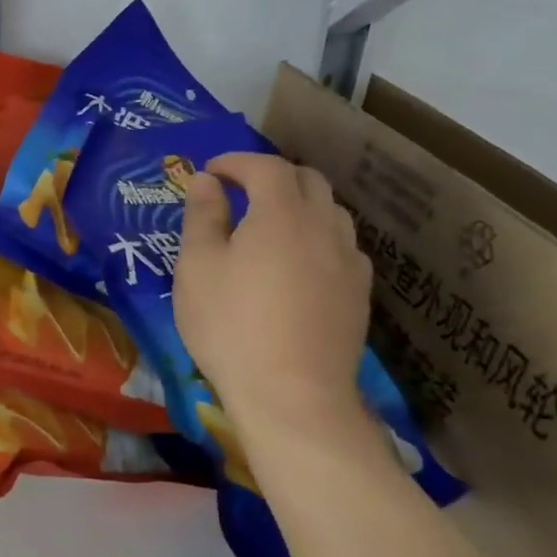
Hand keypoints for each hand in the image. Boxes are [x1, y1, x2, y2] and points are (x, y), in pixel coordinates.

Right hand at [172, 154, 375, 458]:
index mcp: (281, 215)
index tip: (210, 171)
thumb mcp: (197, 267)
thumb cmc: (231, 325)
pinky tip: (298, 262)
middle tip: (238, 192)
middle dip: (271, 176)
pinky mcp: (359, 294)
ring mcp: (349, 262)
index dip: (236, 160)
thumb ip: (202, 216)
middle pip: (307, 180)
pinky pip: (342, 245)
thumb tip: (206, 180)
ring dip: (299, 204)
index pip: (265, 166)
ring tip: (268, 224)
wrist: (293, 396)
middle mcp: (324, 227)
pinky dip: (317, 236)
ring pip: (331, 211)